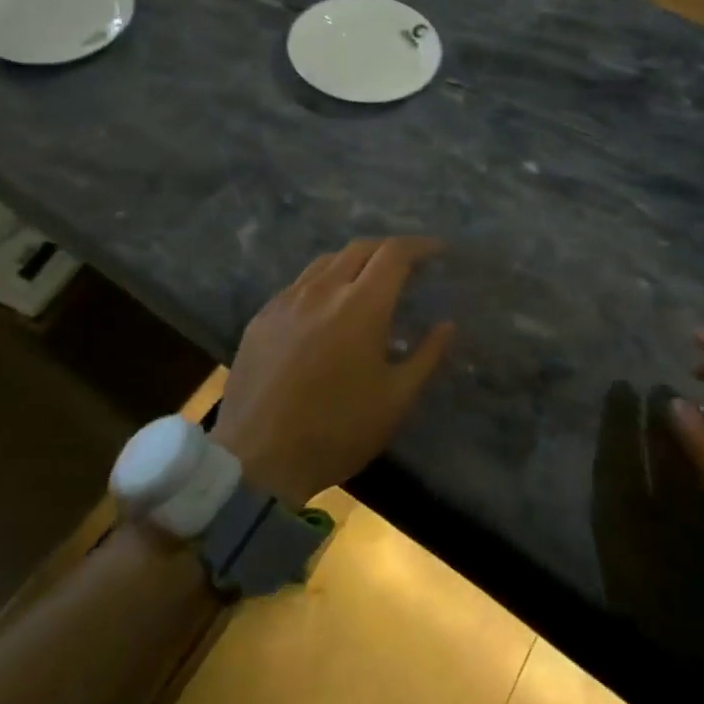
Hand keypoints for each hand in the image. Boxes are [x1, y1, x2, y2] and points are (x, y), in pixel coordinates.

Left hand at [213, 237, 454, 508]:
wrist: (256, 458)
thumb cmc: (337, 431)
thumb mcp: (395, 400)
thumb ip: (426, 356)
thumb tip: (447, 325)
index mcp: (361, 305)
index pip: (394, 254)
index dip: (419, 246)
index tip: (436, 251)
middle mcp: (323, 290)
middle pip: (360, 248)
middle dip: (388, 249)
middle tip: (407, 265)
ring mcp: (287, 300)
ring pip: (326, 261)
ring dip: (354, 261)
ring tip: (367, 280)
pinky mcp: (262, 316)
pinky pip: (299, 284)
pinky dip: (323, 281)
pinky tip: (326, 306)